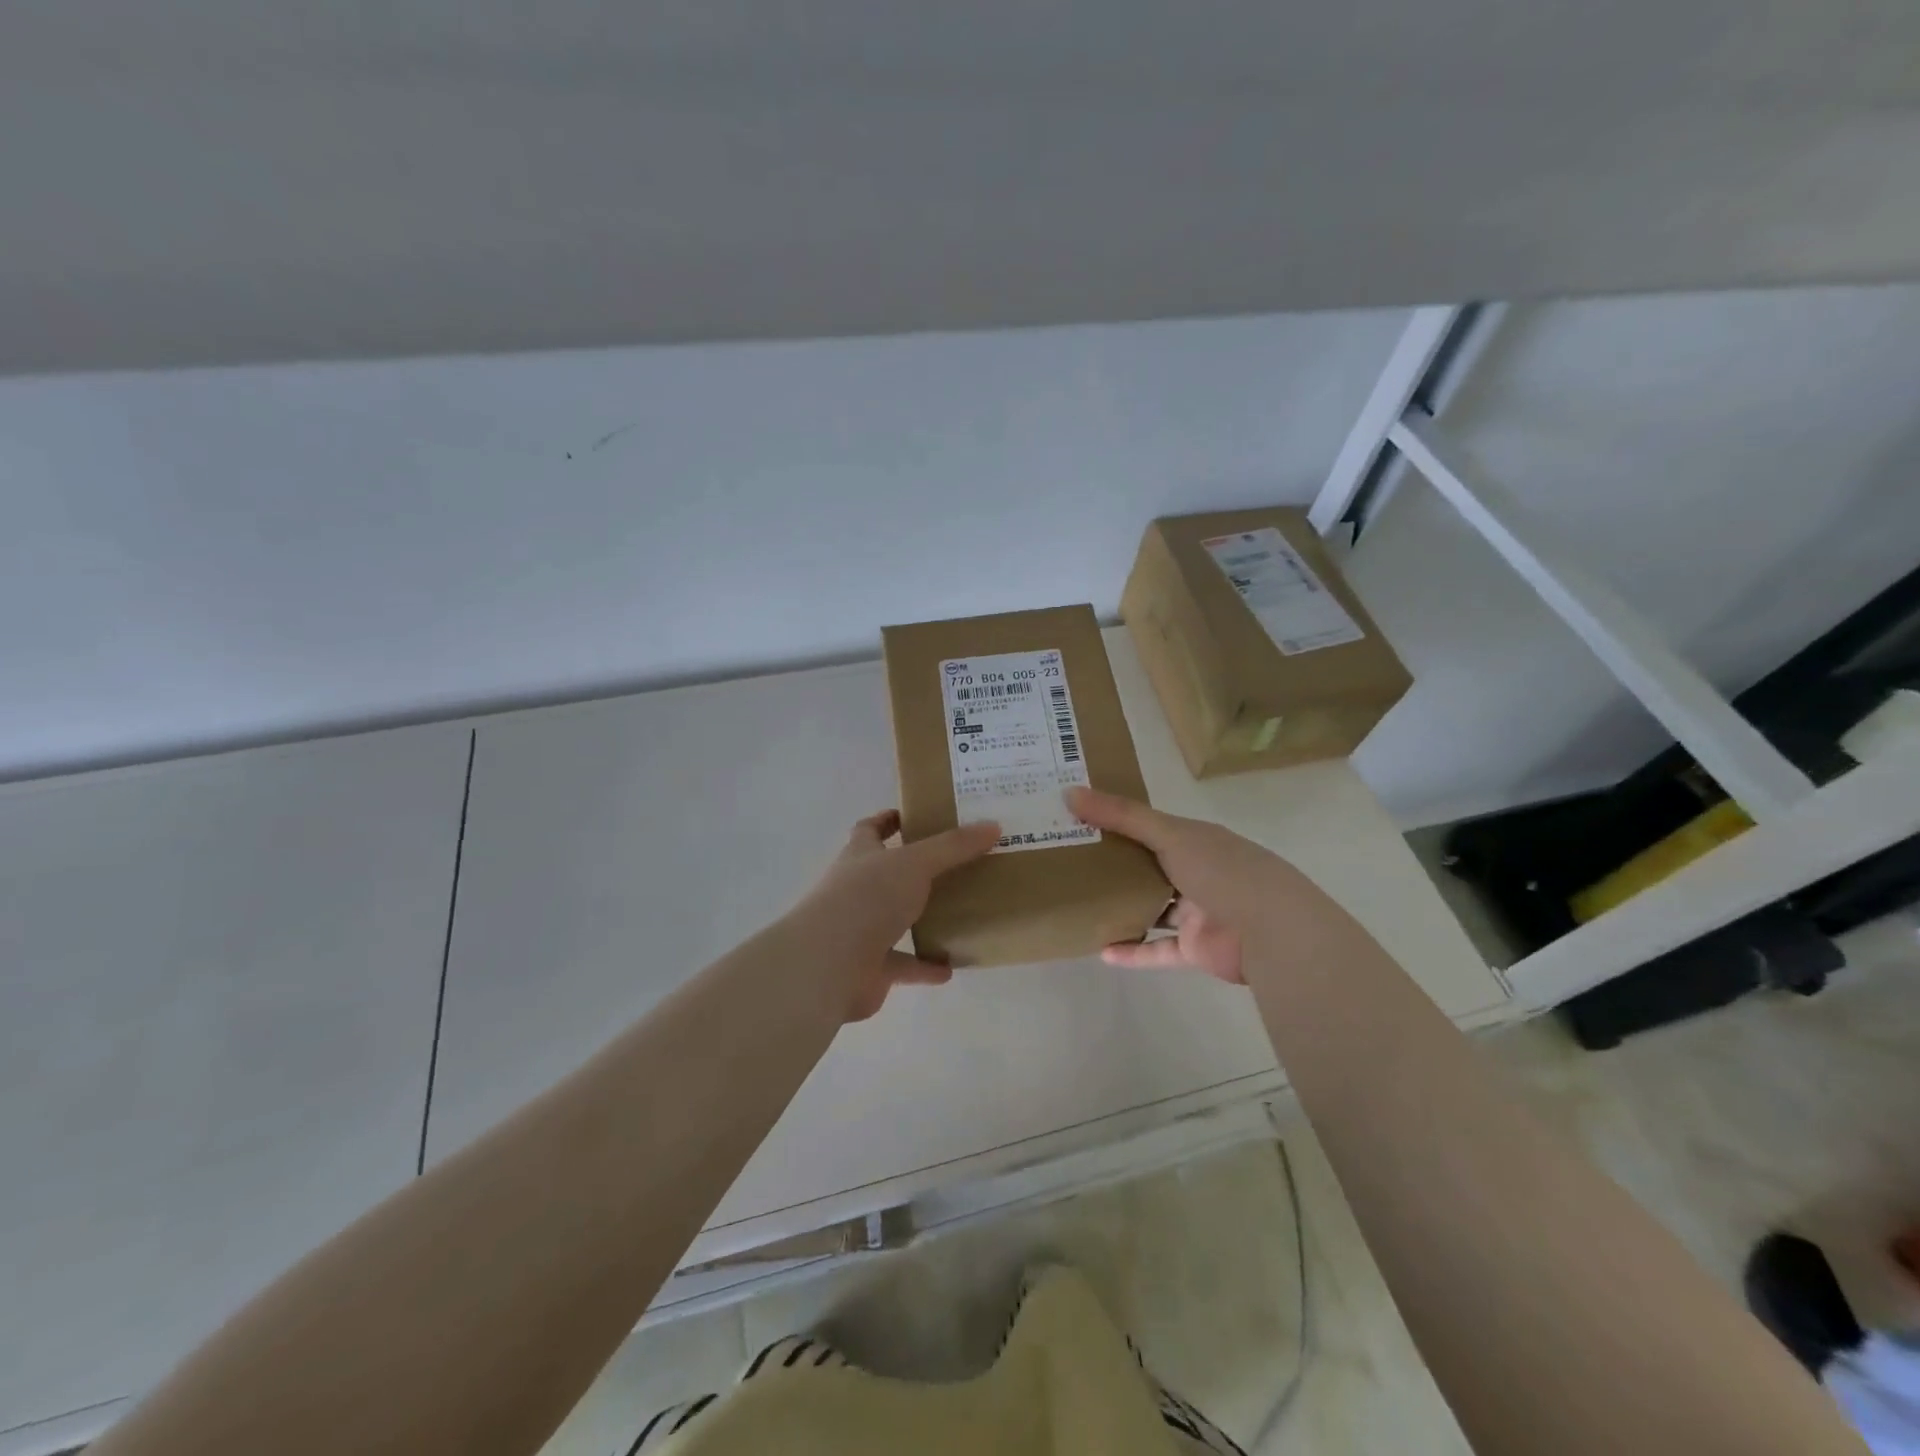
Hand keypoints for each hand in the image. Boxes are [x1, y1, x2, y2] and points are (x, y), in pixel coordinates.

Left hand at [788, 810, 999, 1021]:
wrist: (829, 963)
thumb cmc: (868, 898)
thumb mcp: (915, 863)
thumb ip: (953, 846)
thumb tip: (993, 825)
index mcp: (860, 856)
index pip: (869, 830)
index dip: (887, 820)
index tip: (913, 815)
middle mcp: (856, 889)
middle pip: (884, 874)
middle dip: (912, 870)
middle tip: (954, 864)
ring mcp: (860, 930)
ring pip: (894, 920)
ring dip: (920, 919)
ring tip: (958, 914)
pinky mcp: (870, 968)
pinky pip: (903, 965)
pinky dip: (924, 966)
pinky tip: (951, 967)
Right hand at [1065, 786, 1304, 984]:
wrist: (1271, 931)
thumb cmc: (1221, 870)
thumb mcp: (1168, 834)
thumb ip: (1121, 815)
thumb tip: (1069, 792)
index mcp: (1195, 840)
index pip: (1152, 827)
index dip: (1118, 823)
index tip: (1080, 820)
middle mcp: (1197, 873)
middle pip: (1150, 868)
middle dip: (1116, 867)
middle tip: (1071, 863)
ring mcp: (1197, 912)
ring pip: (1154, 909)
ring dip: (1124, 909)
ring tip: (1082, 905)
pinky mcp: (1195, 949)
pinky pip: (1158, 950)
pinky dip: (1133, 951)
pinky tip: (1101, 950)